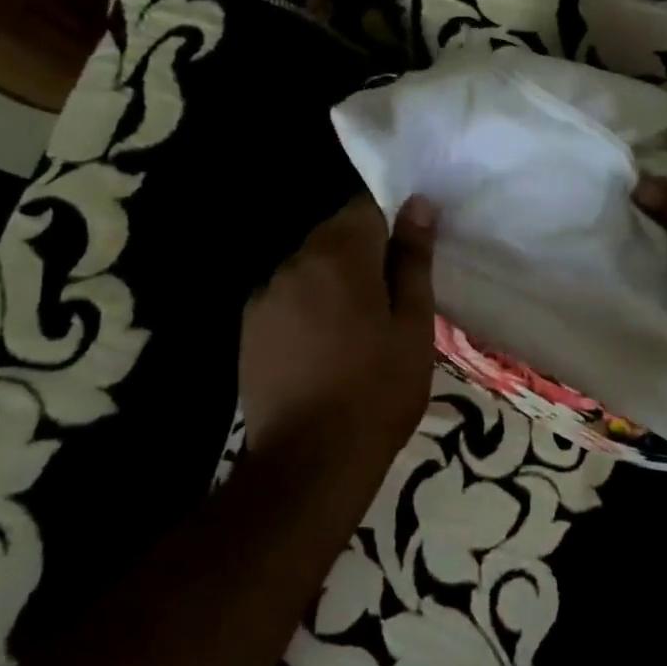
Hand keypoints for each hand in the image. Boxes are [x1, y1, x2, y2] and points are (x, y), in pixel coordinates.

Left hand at [238, 193, 438, 462]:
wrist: (310, 461)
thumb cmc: (379, 390)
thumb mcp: (413, 325)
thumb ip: (413, 260)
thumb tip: (418, 204)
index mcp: (339, 256)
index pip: (365, 208)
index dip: (390, 227)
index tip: (405, 262)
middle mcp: (294, 262)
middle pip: (333, 235)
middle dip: (361, 256)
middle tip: (387, 304)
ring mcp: (265, 294)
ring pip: (308, 267)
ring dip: (332, 282)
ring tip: (353, 331)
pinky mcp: (249, 326)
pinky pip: (286, 297)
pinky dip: (305, 307)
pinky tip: (319, 349)